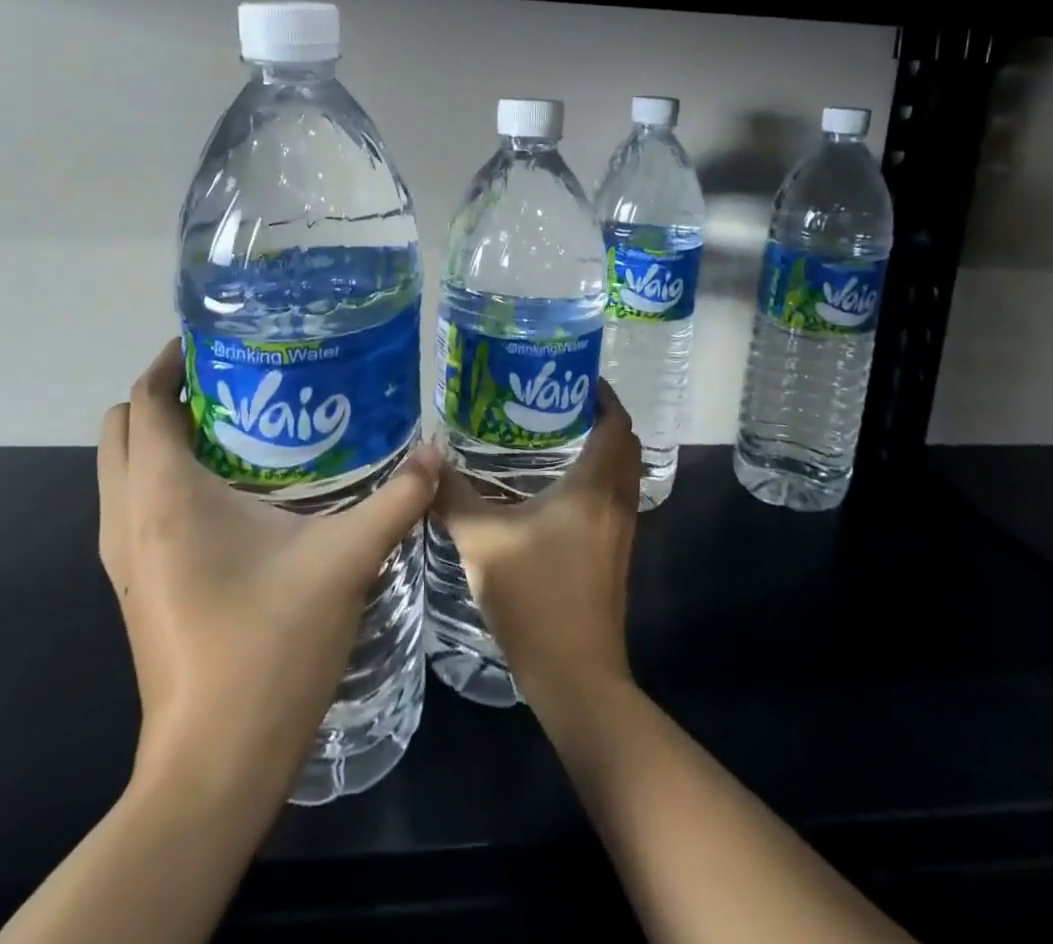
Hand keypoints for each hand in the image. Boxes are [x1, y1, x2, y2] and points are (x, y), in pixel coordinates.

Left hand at [98, 339, 440, 788]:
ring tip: (234, 426)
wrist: (212, 767)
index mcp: (165, 494)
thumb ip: (396, 500)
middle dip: (167, 393)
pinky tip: (228, 493)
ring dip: (161, 436)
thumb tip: (436, 453)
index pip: (146, 400)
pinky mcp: (133, 587)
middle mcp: (128, 516)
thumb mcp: (344, 562)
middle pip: (123, 425)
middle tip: (234, 381)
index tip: (220, 339)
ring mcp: (123, 557)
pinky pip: (132, 505)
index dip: (171, 360)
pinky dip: (161, 477)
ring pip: (120, 467)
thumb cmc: (268, 648)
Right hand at [431, 381, 641, 721]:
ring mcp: (622, 531)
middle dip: (602, 417)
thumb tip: (427, 462)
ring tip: (556, 436)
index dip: (602, 394)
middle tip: (559, 402)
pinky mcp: (617, 554)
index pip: (615, 424)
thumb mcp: (481, 542)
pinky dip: (598, 478)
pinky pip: (615, 497)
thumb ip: (453, 497)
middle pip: (626, 444)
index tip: (573, 375)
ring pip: (623, 472)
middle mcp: (616, 502)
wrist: (575, 676)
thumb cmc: (534, 598)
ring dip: (602, 448)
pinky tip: (558, 488)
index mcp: (593, 488)